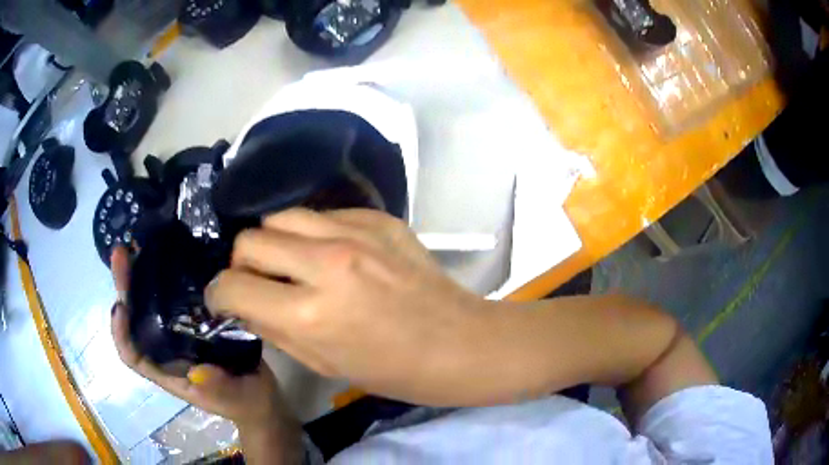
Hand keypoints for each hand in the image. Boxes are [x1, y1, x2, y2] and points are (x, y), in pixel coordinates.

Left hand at [109, 247, 287, 427]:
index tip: (120, 305)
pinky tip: (172, 254)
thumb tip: (197, 371)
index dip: (120, 333)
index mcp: (166, 371)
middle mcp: (165, 348)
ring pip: (150, 304)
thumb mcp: (231, 399)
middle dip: (125, 288)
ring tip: (137, 246)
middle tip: (121, 253)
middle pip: (135, 320)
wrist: (262, 395)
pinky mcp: (195, 320)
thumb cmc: (243, 402)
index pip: (132, 355)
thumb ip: (215, 389)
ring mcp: (179, 332)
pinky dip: (167, 276)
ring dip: (140, 276)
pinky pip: (173, 297)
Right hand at [205, 208, 496, 405]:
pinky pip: (324, 214)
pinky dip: (314, 234)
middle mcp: (327, 262)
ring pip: (282, 216)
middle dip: (243, 263)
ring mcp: (356, 233)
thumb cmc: (393, 370)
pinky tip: (331, 254)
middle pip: (251, 239)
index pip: (233, 286)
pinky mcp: (379, 218)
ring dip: (275, 242)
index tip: (223, 298)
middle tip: (256, 281)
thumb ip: (273, 328)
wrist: (459, 343)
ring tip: (290, 263)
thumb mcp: (323, 363)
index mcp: (310, 313)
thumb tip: (242, 303)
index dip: (219, 294)